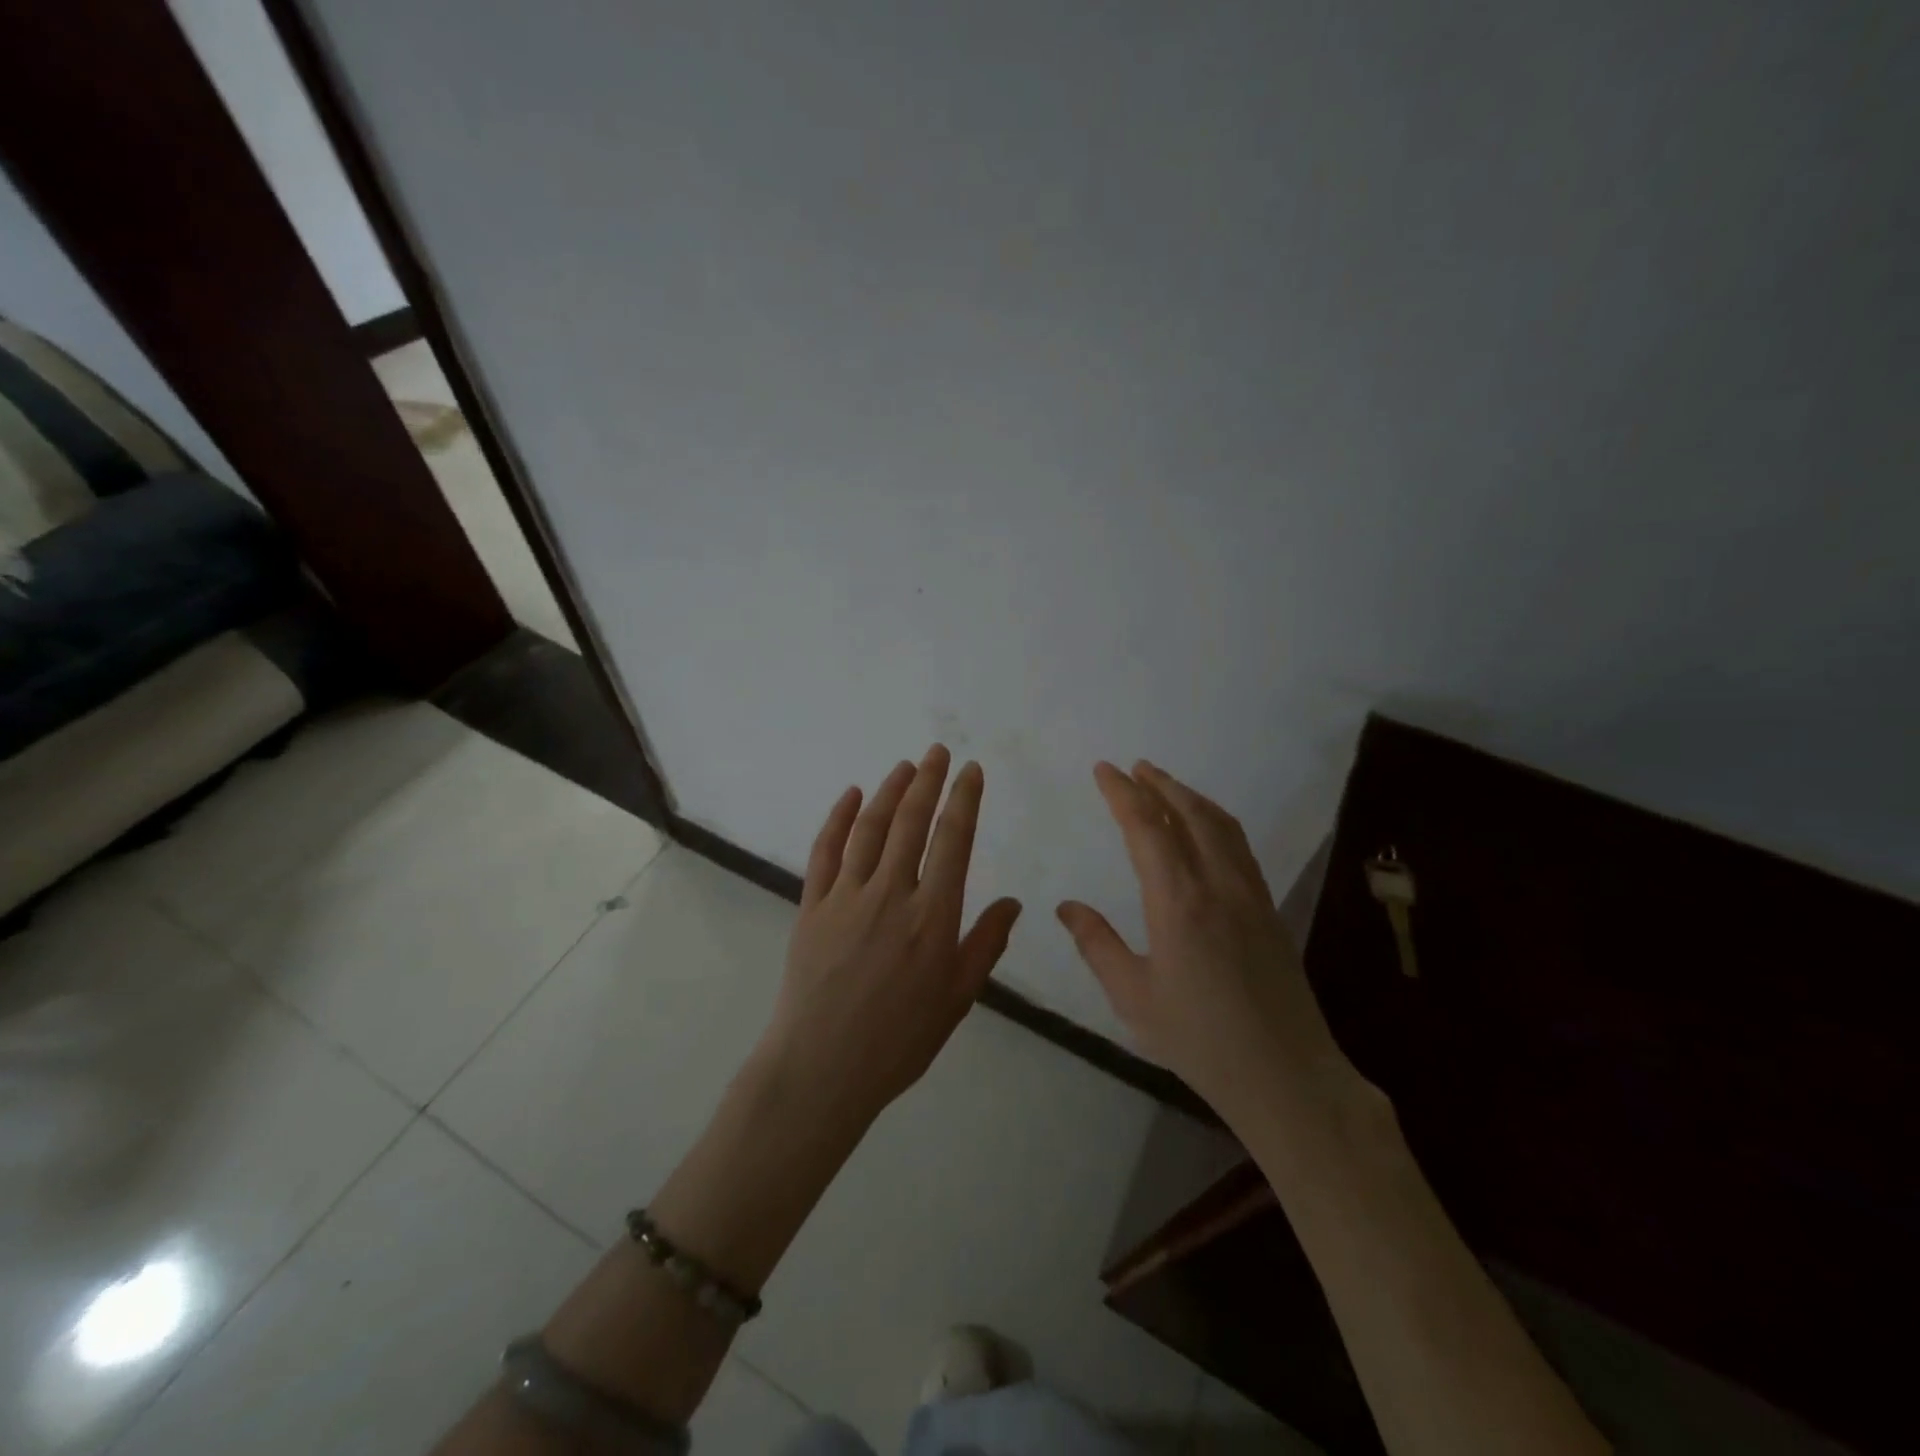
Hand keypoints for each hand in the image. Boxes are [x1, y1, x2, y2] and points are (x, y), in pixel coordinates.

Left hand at [759, 745, 1022, 1130]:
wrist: (821, 1069)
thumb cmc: (899, 1040)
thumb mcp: (957, 998)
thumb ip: (986, 944)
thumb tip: (1014, 902)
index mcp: (932, 916)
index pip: (953, 840)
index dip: (964, 799)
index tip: (971, 770)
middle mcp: (891, 894)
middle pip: (911, 822)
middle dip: (928, 781)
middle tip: (938, 751)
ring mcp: (846, 896)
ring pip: (870, 829)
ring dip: (888, 791)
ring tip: (905, 766)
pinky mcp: (812, 906)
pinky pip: (825, 851)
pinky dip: (837, 819)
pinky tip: (849, 795)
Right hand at [1058, 761, 1362, 1125]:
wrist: (1286, 1075)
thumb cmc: (1199, 1040)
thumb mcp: (1133, 997)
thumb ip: (1096, 945)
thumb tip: (1066, 906)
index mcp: (1178, 902)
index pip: (1147, 828)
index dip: (1123, 793)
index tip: (1104, 770)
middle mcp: (1218, 885)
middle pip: (1190, 814)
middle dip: (1159, 784)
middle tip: (1134, 766)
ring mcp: (1250, 895)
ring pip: (1221, 826)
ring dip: (1191, 797)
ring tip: (1166, 785)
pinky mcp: (1270, 910)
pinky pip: (1239, 847)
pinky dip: (1216, 821)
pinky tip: (1206, 830)